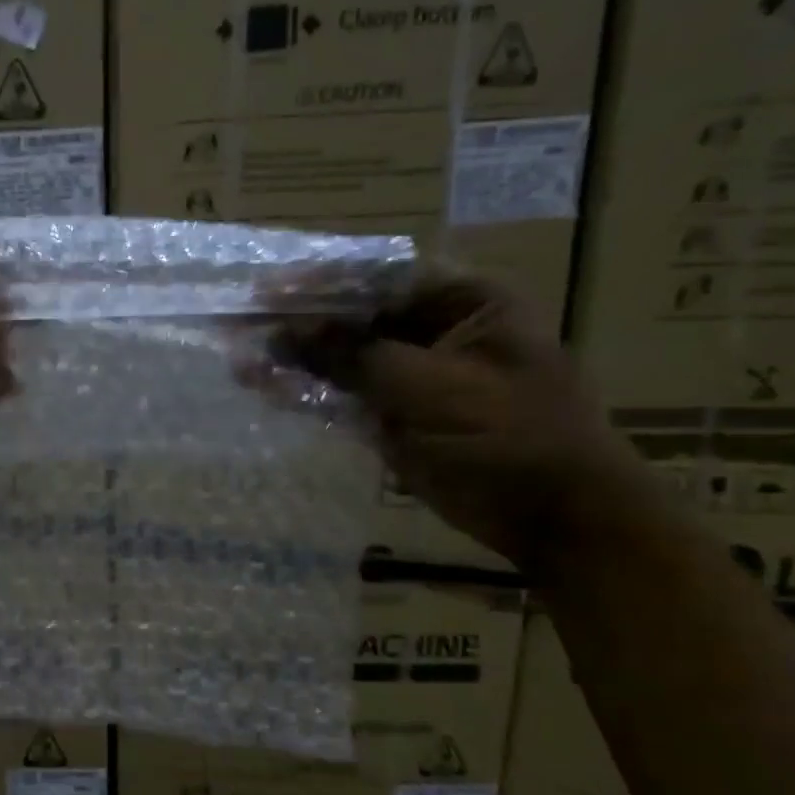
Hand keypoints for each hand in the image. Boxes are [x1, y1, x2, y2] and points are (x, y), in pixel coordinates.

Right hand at [260, 270, 662, 573]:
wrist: (556, 519)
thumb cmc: (510, 436)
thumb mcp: (431, 387)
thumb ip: (354, 355)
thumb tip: (284, 331)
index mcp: (463, 303)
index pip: (379, 275)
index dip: (320, 280)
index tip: (266, 290)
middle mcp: (433, 330)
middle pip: (352, 315)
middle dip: (296, 319)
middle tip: (240, 323)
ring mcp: (411, 376)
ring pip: (340, 356)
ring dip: (293, 356)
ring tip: (238, 358)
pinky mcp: (394, 415)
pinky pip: (341, 395)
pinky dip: (305, 392)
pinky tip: (263, 386)